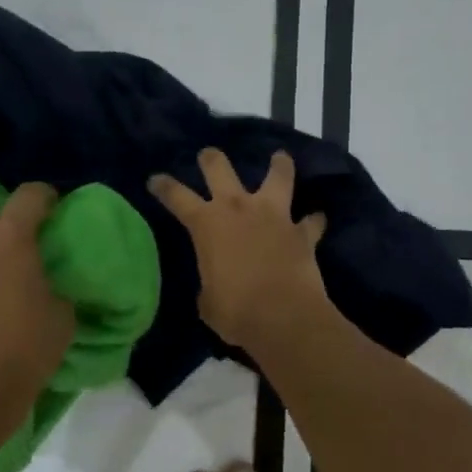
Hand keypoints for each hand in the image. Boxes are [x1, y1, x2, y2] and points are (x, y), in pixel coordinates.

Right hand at [150, 148, 329, 352]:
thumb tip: (216, 285)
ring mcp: (274, 216)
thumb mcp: (208, 301)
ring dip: (279, 166)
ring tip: (280, 157)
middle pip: (220, 169)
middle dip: (211, 159)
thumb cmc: (235, 311)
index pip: (177, 197)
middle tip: (208, 154)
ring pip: (277, 177)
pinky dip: (313, 221)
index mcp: (207, 224)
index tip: (156, 179)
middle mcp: (239, 209)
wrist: (284, 317)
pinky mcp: (303, 232)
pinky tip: (316, 220)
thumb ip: (210, 283)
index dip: (164, 186)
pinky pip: (311, 221)